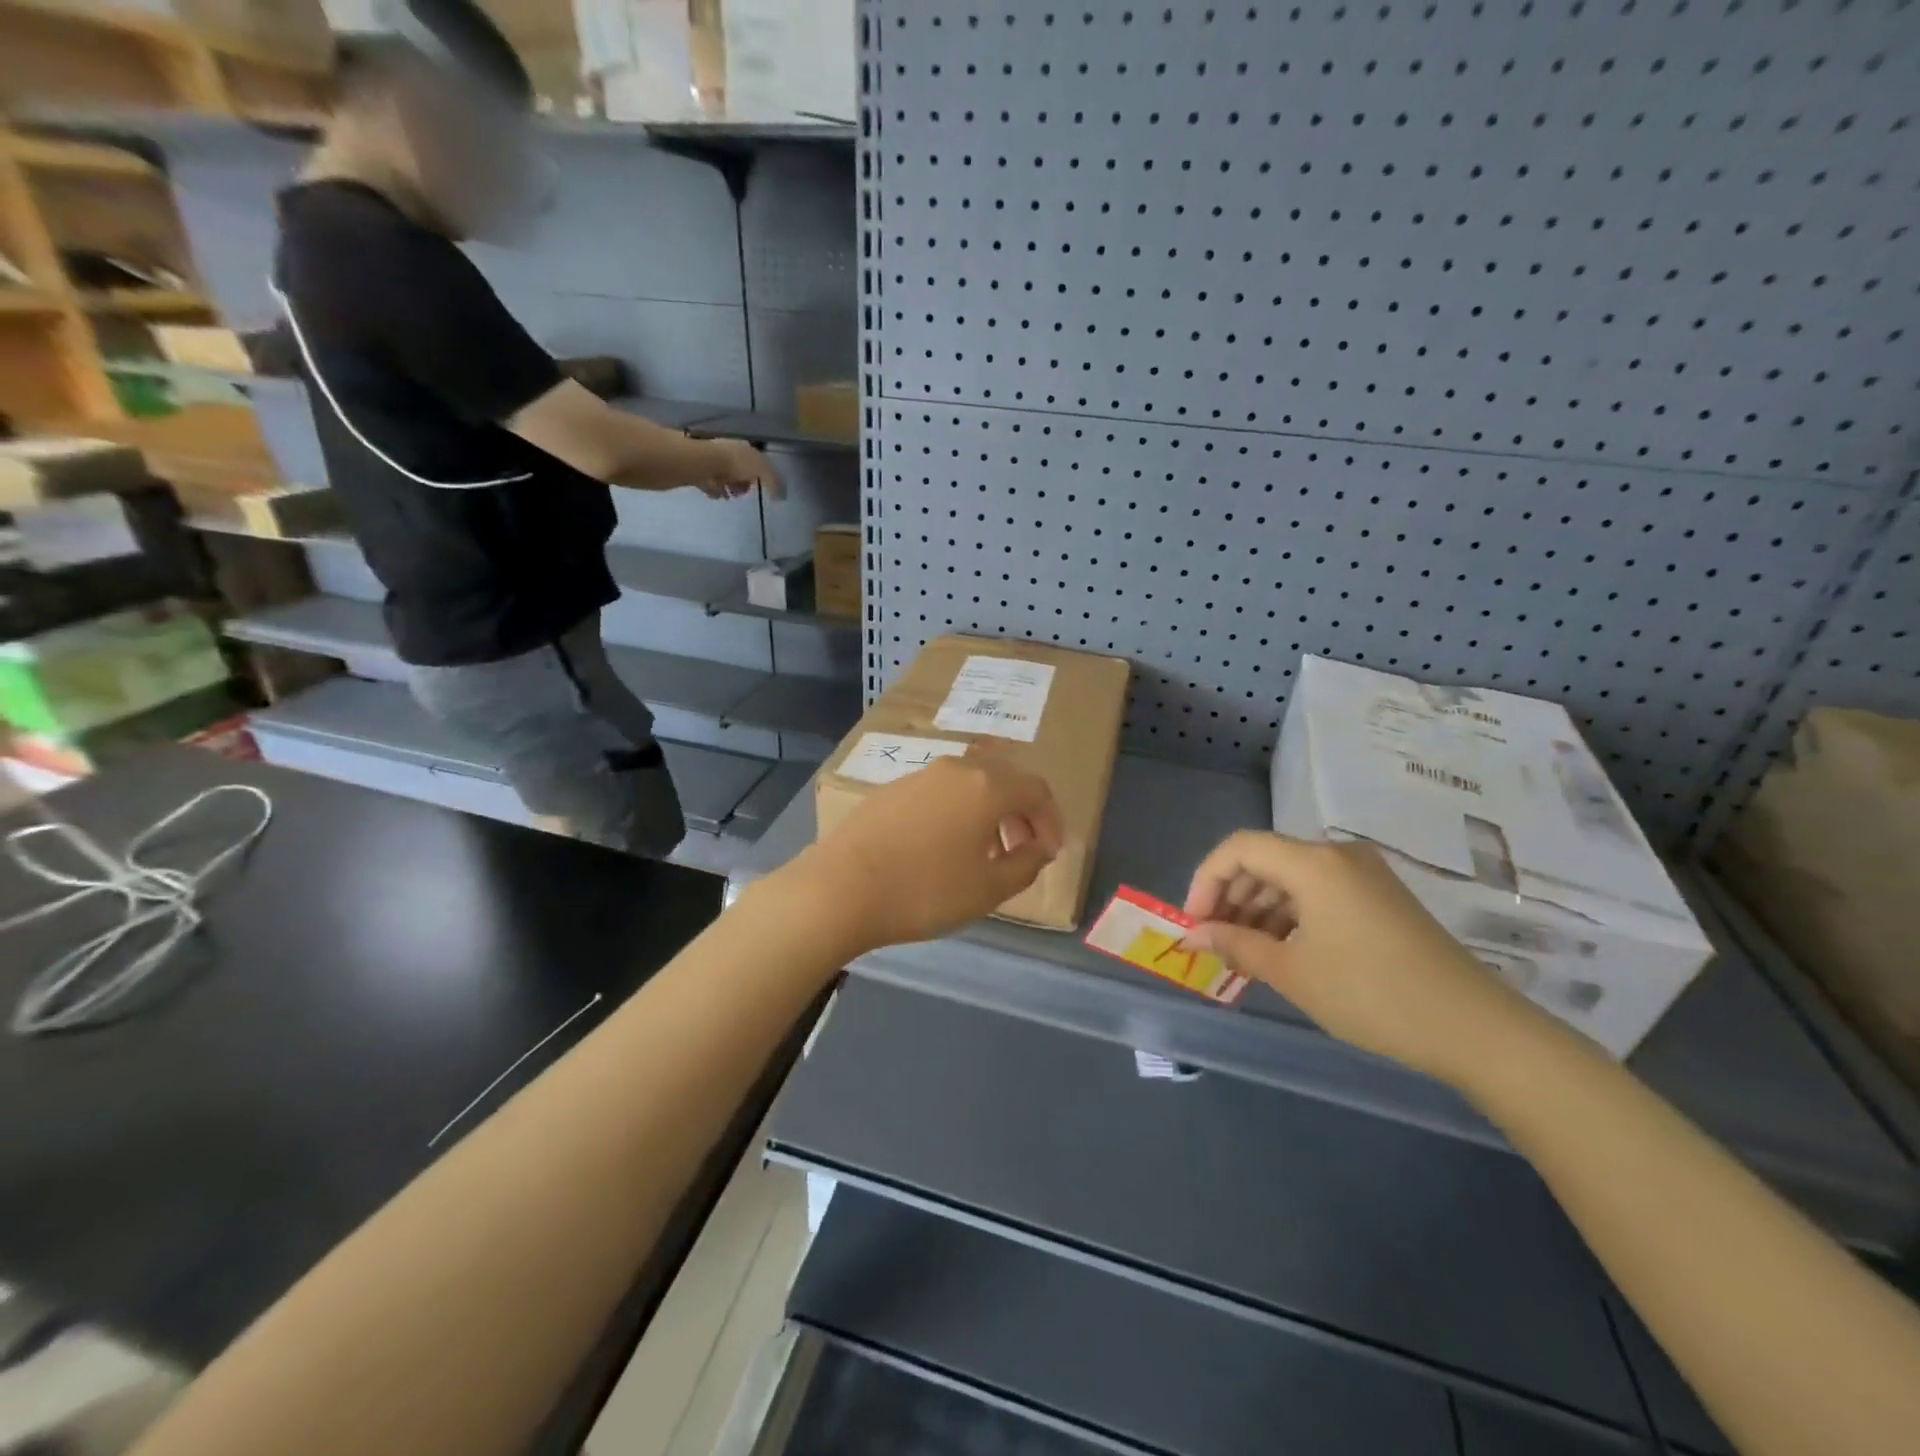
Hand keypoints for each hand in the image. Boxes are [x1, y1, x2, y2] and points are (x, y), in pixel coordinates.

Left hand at [699, 439, 782, 499]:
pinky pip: (709, 481)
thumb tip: (780, 494)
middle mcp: (727, 448)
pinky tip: (718, 495)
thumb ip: (773, 481)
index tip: (758, 485)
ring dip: (729, 486)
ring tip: (729, 495)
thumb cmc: (736, 463)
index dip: (759, 474)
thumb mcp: (762, 470)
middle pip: (739, 468)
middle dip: (743, 481)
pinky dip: (715, 489)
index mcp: (743, 446)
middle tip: (742, 492)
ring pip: (724, 475)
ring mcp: (711, 458)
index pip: (755, 459)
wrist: (704, 463)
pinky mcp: (698, 469)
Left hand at [785, 750, 1063, 955]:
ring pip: (969, 785)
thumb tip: (1039, 847)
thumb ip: (1026, 864)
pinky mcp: (890, 790)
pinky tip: (942, 849)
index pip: (1037, 790)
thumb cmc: (925, 891)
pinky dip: (956, 813)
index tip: (1050, 853)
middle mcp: (955, 769)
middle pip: (1003, 780)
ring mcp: (919, 776)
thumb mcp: (989, 889)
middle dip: (1021, 813)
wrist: (840, 888)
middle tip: (1023, 850)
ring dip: (988, 813)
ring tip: (984, 853)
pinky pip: (939, 793)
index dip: (1051, 820)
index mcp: (986, 786)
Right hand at [1181, 832, 1542, 1087]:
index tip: (1194, 924)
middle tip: (1215, 940)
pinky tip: (1282, 949)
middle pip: (1264, 859)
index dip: (1206, 880)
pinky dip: (1291, 914)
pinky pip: (1319, 891)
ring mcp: (1364, 874)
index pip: (1238, 848)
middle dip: (1230, 896)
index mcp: (1313, 862)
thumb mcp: (1293, 972)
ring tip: (1244, 951)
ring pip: (1291, 876)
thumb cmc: (1372, 995)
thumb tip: (1192, 937)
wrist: (1475, 1028)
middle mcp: (1337, 855)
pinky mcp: (1381, 896)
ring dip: (1259, 907)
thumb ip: (1235, 945)